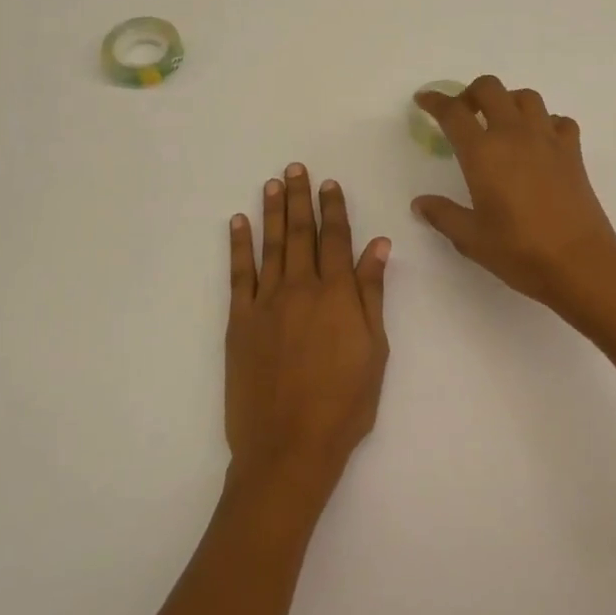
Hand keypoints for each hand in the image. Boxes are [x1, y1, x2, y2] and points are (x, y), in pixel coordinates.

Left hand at [226, 164, 390, 501]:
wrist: (289, 446)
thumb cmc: (345, 403)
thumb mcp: (375, 349)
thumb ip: (372, 294)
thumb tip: (377, 245)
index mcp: (338, 295)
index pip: (336, 239)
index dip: (334, 209)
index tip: (330, 184)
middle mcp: (301, 288)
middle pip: (301, 233)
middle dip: (300, 199)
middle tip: (296, 168)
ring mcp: (266, 303)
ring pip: (271, 246)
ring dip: (272, 212)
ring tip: (273, 183)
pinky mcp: (239, 321)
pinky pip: (238, 274)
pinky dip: (238, 246)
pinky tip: (237, 223)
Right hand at [411, 76, 615, 311]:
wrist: (579, 262)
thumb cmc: (519, 251)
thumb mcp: (471, 238)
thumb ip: (443, 215)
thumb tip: (420, 203)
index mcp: (483, 152)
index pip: (453, 112)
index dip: (435, 101)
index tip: (424, 100)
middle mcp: (514, 135)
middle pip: (490, 89)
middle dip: (471, 93)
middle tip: (463, 114)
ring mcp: (547, 139)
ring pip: (526, 97)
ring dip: (507, 101)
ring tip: (500, 124)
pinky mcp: (572, 151)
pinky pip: (558, 120)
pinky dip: (545, 122)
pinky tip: (538, 142)